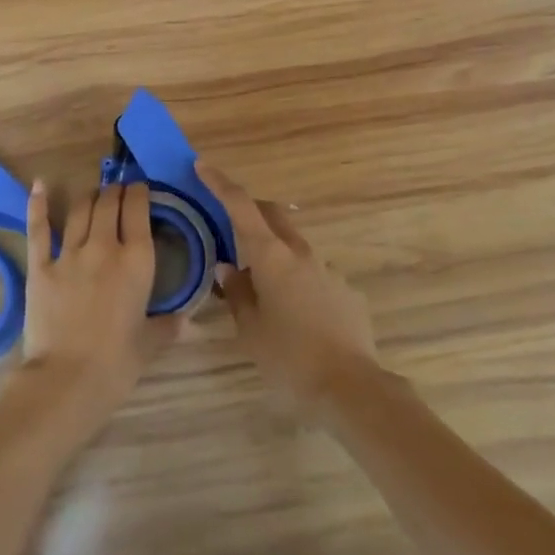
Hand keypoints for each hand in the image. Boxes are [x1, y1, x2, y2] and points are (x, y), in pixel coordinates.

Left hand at [20, 179, 183, 441]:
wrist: (67, 380)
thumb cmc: (117, 364)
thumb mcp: (151, 343)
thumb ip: (169, 325)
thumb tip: (188, 320)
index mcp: (137, 260)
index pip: (138, 210)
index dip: (139, 193)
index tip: (140, 189)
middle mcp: (104, 247)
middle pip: (109, 203)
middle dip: (116, 191)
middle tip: (118, 190)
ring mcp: (69, 254)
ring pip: (81, 210)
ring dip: (90, 196)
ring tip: (95, 193)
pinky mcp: (40, 266)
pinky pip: (40, 229)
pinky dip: (39, 204)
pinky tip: (39, 185)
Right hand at [199, 163, 379, 418]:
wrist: (352, 388)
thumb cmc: (290, 358)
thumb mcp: (250, 330)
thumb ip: (237, 294)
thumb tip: (230, 270)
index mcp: (272, 256)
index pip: (241, 206)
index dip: (220, 183)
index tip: (202, 166)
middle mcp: (301, 253)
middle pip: (272, 215)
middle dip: (250, 211)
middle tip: (229, 226)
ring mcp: (328, 270)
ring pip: (294, 246)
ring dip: (274, 251)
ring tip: (260, 284)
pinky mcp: (346, 291)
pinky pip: (314, 274)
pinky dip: (297, 279)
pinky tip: (295, 313)